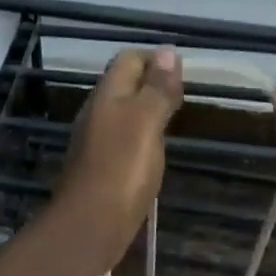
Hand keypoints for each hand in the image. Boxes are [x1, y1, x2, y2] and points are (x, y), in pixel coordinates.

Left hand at [56, 46, 183, 258]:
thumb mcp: (146, 121)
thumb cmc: (122, 168)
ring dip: (146, 110)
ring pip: (123, 112)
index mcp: (107, 94)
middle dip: (152, 83)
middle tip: (184, 96)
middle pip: (124, 84)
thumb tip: (169, 51)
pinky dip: (140, 135)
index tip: (185, 73)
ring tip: (174, 119)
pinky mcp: (100, 166)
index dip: (156, 59)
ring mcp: (95, 140)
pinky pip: (122, 138)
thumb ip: (157, 88)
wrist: (90, 224)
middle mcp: (97, 112)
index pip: (129, 59)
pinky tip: (153, 150)